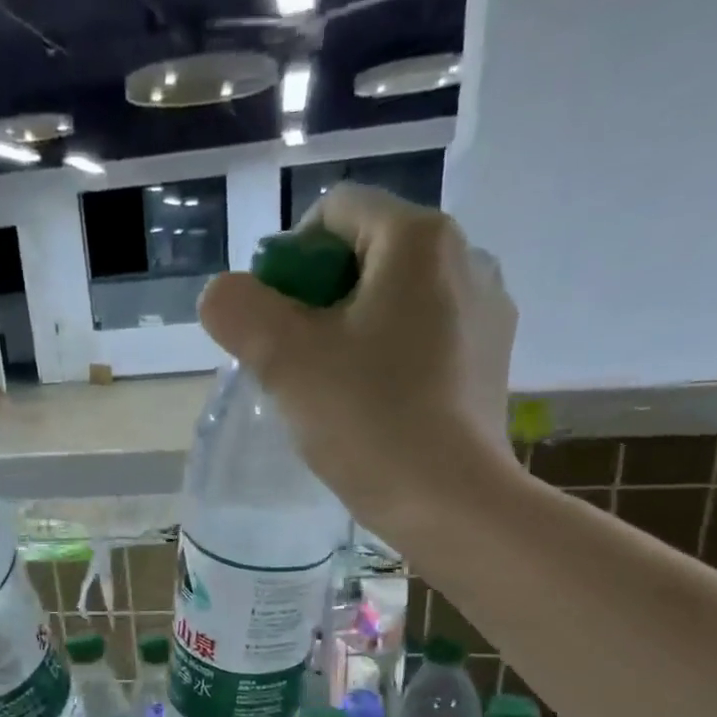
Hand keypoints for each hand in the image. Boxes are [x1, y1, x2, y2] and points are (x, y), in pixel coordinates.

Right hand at [198, 184, 521, 540]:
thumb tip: (224, 295)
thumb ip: (239, 311)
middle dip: (318, 305)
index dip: (288, 262)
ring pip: (395, 303)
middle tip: (296, 367)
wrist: (451, 503)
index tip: (274, 325)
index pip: (334, 214)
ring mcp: (486, 313)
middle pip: (366, 258)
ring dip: (353, 335)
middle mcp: (465, 258)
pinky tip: (376, 411)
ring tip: (334, 394)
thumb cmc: (369, 421)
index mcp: (418, 239)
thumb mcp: (284, 362)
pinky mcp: (491, 363)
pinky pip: (424, 341)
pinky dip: (390, 361)